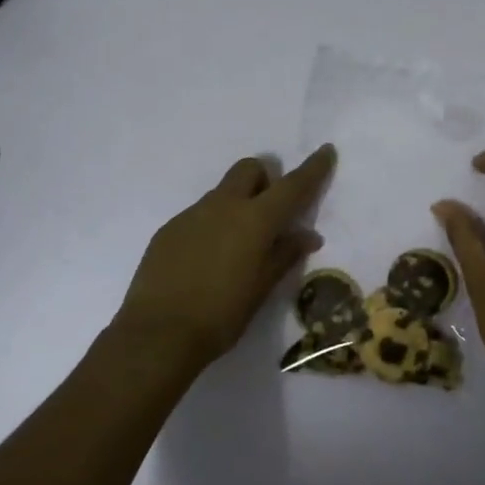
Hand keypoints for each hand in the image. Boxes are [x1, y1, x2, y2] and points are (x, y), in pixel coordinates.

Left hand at [113, 146, 336, 374]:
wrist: (158, 333)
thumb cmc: (222, 316)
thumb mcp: (262, 288)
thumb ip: (285, 255)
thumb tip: (308, 235)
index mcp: (254, 220)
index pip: (292, 186)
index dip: (312, 169)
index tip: (325, 151)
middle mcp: (223, 206)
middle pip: (249, 169)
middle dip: (265, 178)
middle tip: (270, 212)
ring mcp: (191, 214)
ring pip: (222, 192)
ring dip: (238, 203)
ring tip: (237, 246)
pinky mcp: (169, 229)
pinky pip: (199, 214)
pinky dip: (213, 224)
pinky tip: (207, 259)